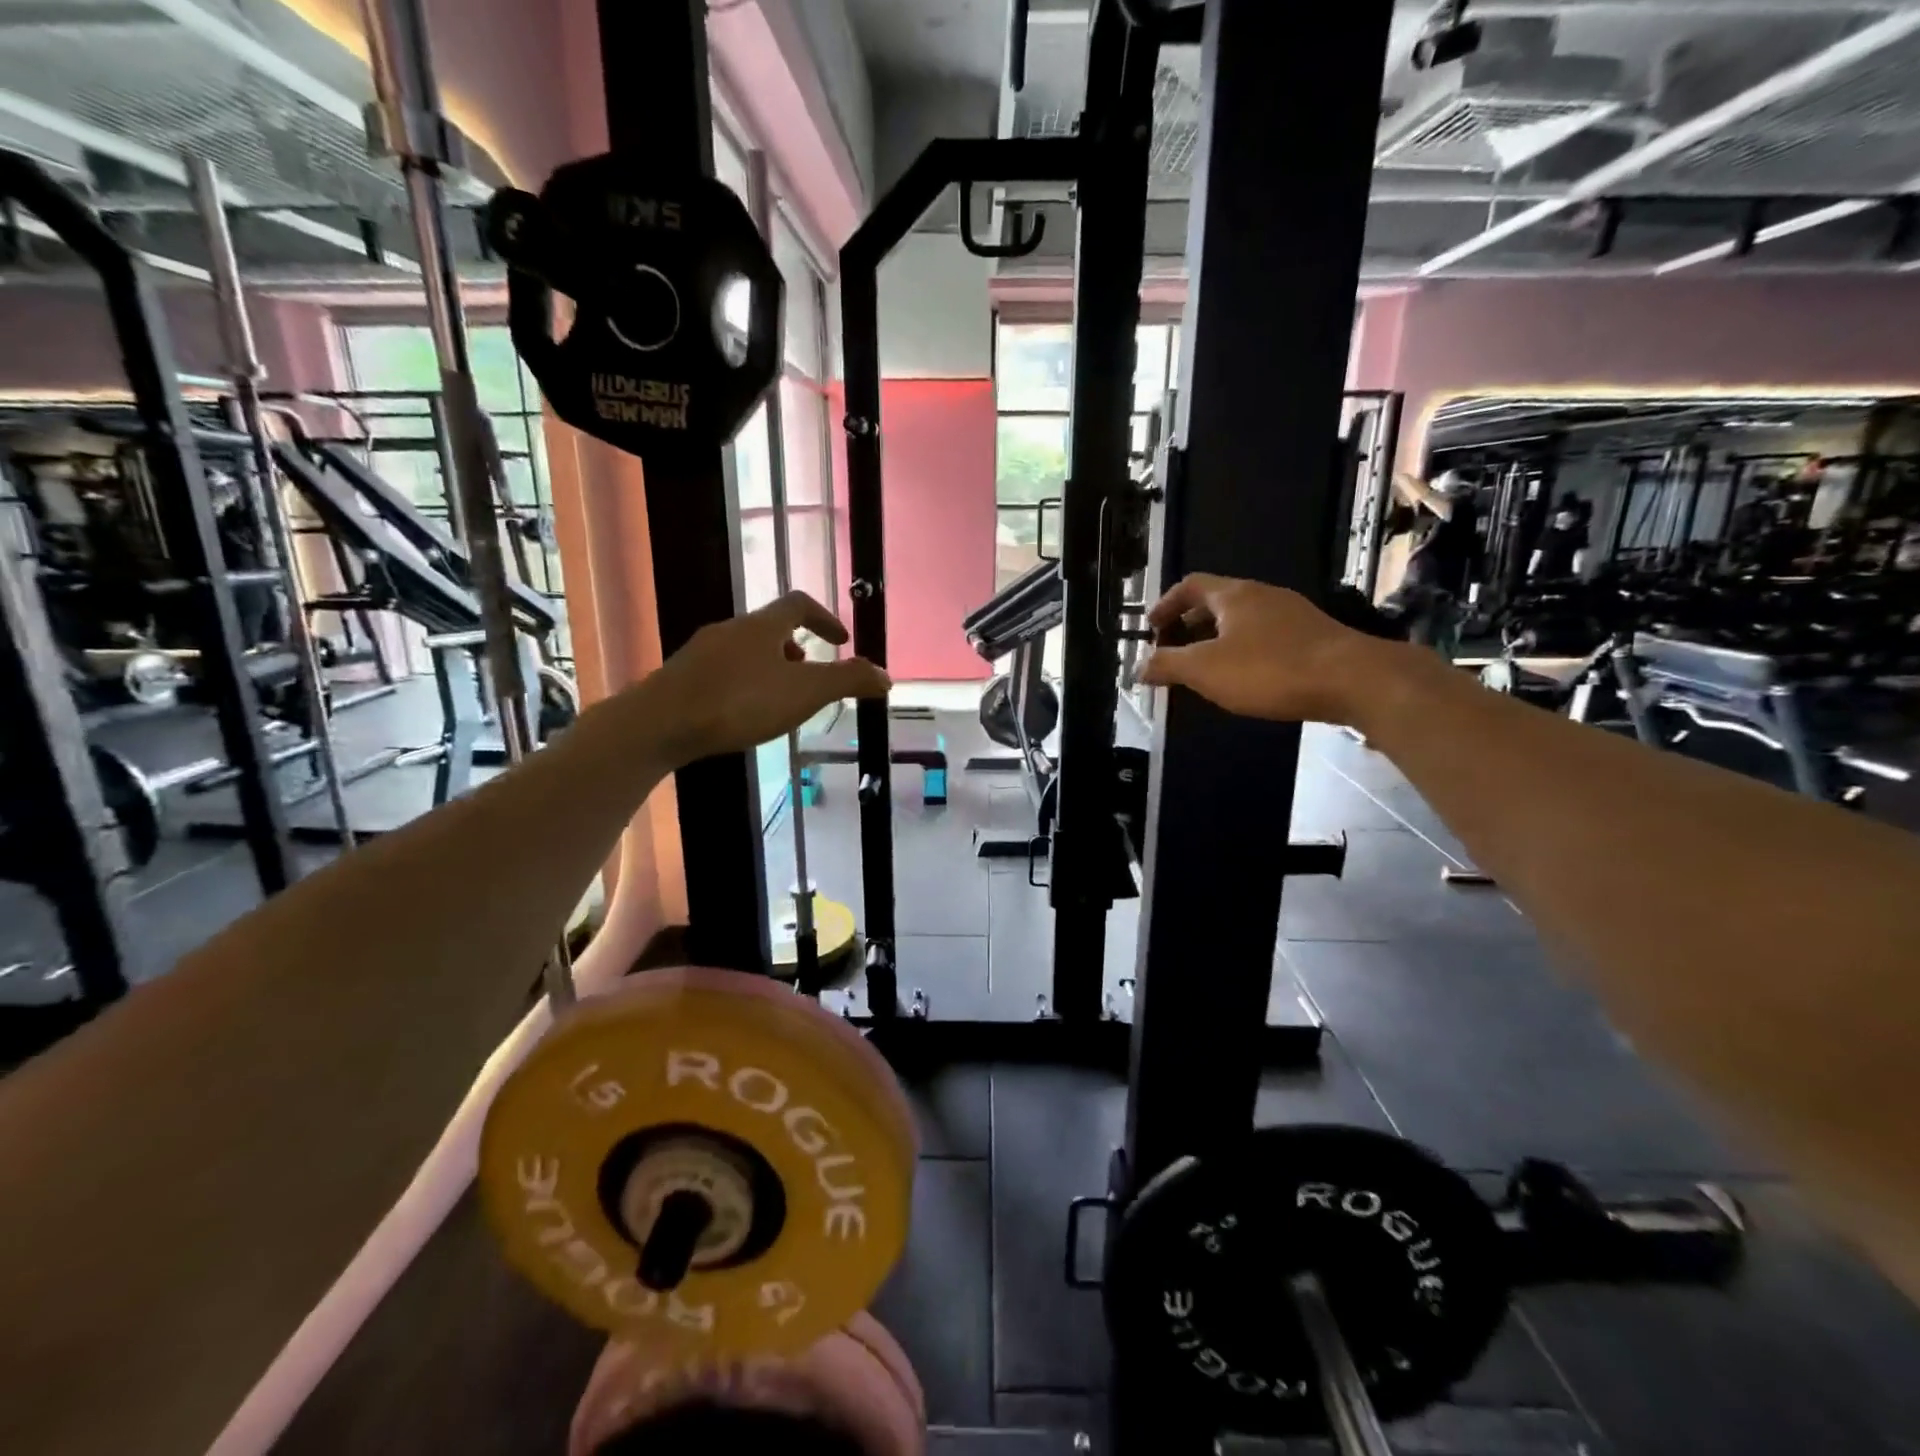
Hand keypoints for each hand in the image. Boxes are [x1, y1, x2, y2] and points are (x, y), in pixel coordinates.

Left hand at [642, 592, 889, 762]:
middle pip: (771, 628)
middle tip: (811, 675)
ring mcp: (701, 653)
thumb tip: (886, 675)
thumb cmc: (739, 702)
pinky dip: (744, 683)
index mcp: (762, 626)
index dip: (825, 619)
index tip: (841, 642)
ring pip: (745, 650)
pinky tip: (742, 714)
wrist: (659, 724)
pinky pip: (723, 671)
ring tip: (780, 697)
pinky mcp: (681, 678)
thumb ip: (848, 681)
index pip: (800, 604)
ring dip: (770, 666)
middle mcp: (730, 630)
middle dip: (797, 648)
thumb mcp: (805, 693)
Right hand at [1139, 574, 1397, 726]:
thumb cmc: (1270, 669)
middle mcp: (1263, 595)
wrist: (1353, 680)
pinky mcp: (1314, 637)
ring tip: (1206, 668)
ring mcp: (1293, 614)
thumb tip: (1138, 667)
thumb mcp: (1206, 669)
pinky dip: (1245, 650)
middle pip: (1217, 602)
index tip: (1151, 628)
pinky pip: (1266, 636)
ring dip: (1218, 639)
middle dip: (1190, 624)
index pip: (1191, 585)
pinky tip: (1247, 678)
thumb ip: (1167, 665)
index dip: (1166, 604)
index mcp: (1234, 595)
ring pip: (1244, 620)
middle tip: (1174, 650)